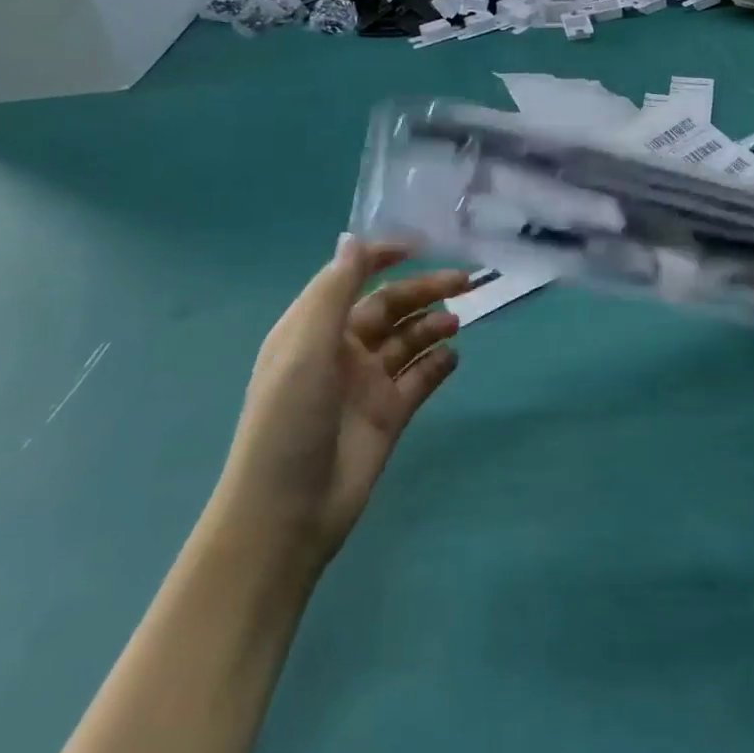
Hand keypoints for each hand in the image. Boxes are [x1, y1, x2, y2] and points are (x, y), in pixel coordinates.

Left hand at [217, 236, 465, 572]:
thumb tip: (354, 238)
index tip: (423, 245)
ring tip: (457, 322)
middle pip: (390, 306)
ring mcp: (367, 383)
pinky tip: (454, 356)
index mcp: (313, 329)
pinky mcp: (390, 414)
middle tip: (466, 281)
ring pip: (409, 339)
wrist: (287, 514)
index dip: (383, 257)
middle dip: (425, 290)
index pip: (351, 277)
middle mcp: (342, 349)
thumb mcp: (305, 348)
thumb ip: (335, 292)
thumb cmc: (289, 420)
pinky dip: (439, 363)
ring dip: (433, 324)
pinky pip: (421, 377)